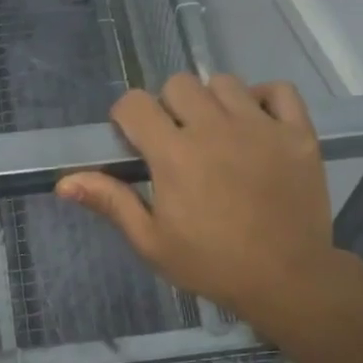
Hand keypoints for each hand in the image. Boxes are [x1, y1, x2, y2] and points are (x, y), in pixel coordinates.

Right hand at [56, 74, 337, 324]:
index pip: (135, 103)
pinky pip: (278, 90)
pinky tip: (256, 123)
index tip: (134, 142)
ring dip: (212, 102)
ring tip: (217, 134)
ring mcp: (260, 126)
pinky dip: (264, 98)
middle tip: (176, 141)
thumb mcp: (152, 242)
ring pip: (225, 82)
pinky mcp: (297, 133)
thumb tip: (64, 182)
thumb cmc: (211, 264)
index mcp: (174, 154)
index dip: (127, 117)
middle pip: (179, 84)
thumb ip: (111, 203)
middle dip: (168, 107)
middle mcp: (215, 128)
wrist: (286, 279)